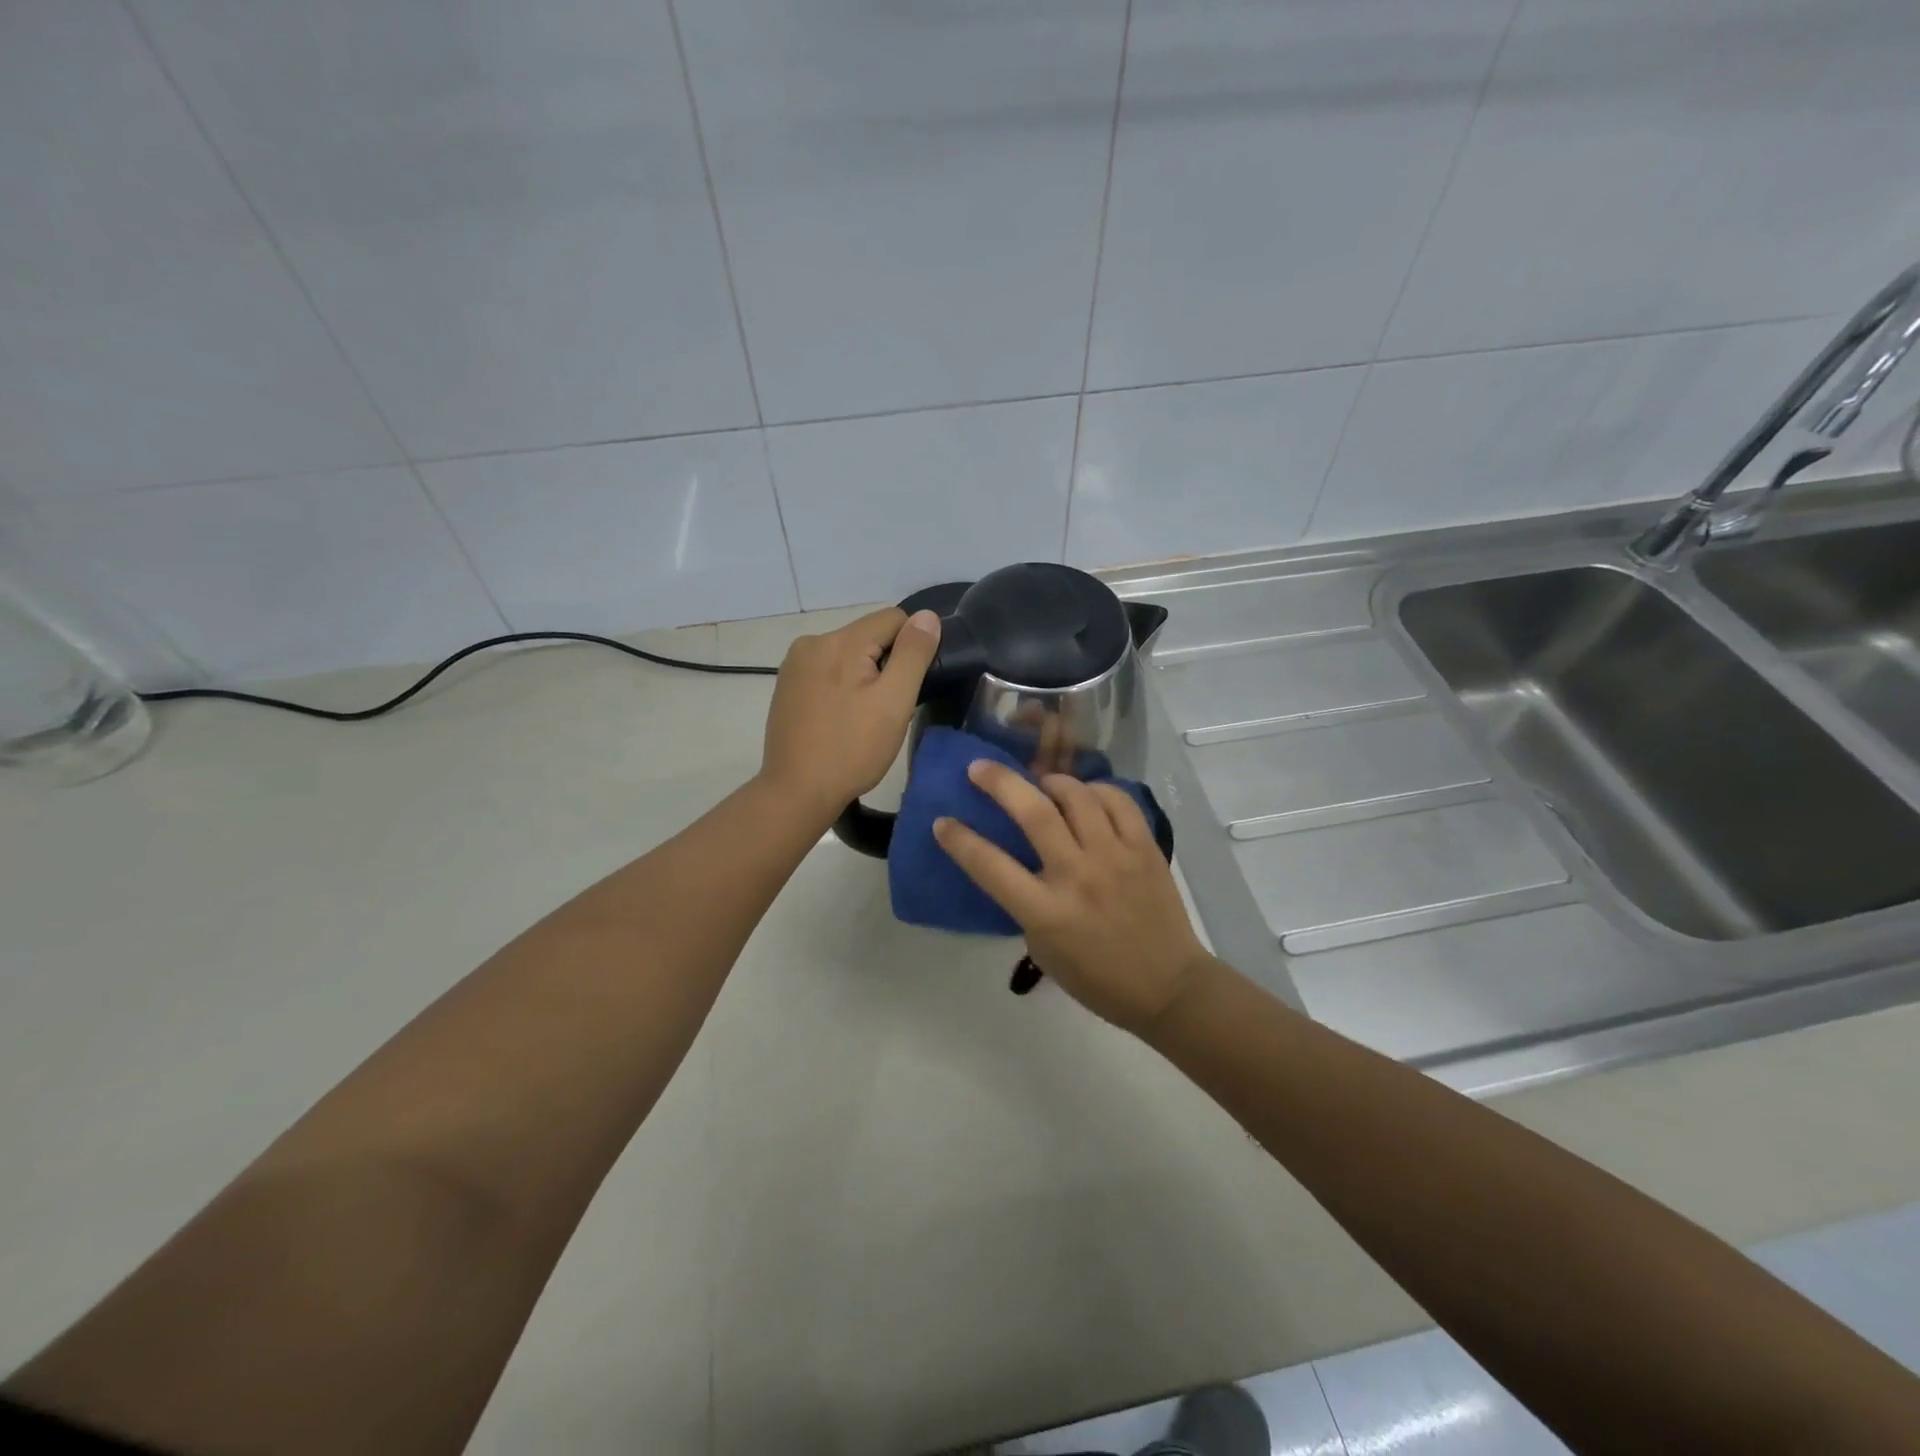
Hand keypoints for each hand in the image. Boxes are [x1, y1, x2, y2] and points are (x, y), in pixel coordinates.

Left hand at [760, 607, 941, 820]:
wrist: (797, 792)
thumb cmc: (852, 749)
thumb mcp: (894, 702)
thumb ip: (913, 654)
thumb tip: (927, 616)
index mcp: (840, 641)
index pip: (894, 619)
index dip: (911, 649)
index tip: (907, 688)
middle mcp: (812, 642)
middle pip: (869, 636)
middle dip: (885, 664)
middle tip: (886, 710)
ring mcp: (795, 664)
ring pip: (848, 655)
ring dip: (863, 676)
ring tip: (863, 718)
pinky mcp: (787, 685)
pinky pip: (828, 671)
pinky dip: (841, 687)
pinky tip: (840, 719)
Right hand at [934, 761, 1210, 1034]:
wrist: (1168, 987)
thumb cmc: (1097, 978)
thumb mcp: (1043, 950)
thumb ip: (1026, 903)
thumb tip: (1019, 863)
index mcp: (1047, 912)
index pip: (990, 866)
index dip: (960, 840)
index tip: (942, 822)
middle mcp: (1079, 876)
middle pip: (1034, 813)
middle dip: (1000, 783)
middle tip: (979, 768)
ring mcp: (1116, 857)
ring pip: (1077, 796)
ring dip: (1050, 782)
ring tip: (1041, 784)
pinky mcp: (1146, 847)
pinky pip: (1118, 801)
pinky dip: (1095, 790)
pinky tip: (1085, 796)